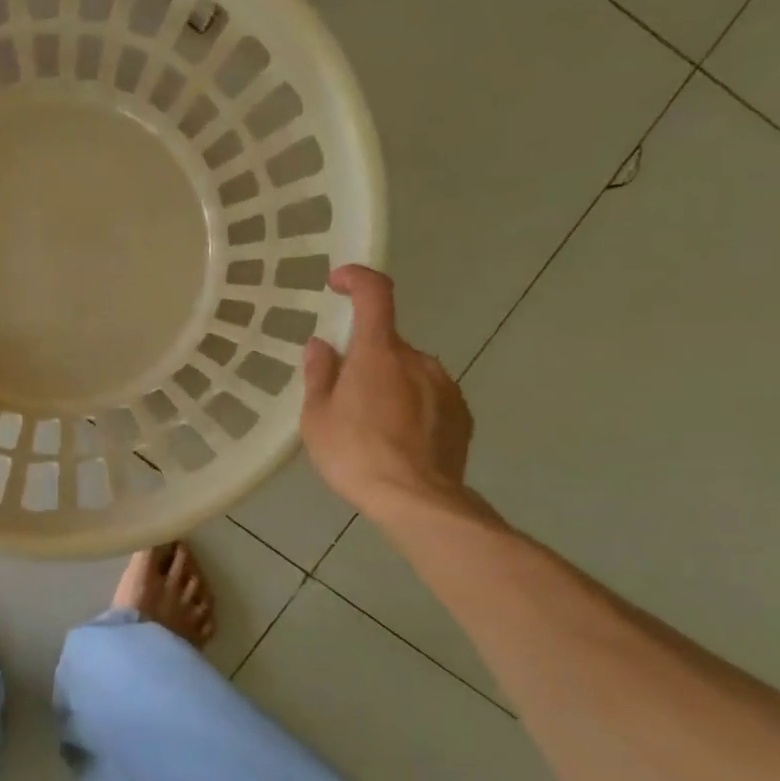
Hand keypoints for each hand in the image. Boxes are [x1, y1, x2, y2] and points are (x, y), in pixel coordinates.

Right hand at [301, 266, 474, 516]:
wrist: (418, 501)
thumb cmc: (355, 454)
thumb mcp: (317, 417)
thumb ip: (320, 374)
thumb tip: (322, 345)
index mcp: (379, 352)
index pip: (375, 294)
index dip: (357, 279)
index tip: (338, 282)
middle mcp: (418, 359)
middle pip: (387, 343)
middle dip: (365, 360)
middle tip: (344, 399)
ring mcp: (445, 386)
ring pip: (409, 372)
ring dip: (389, 385)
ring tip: (372, 428)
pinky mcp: (462, 414)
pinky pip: (429, 397)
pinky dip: (412, 407)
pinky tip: (399, 441)